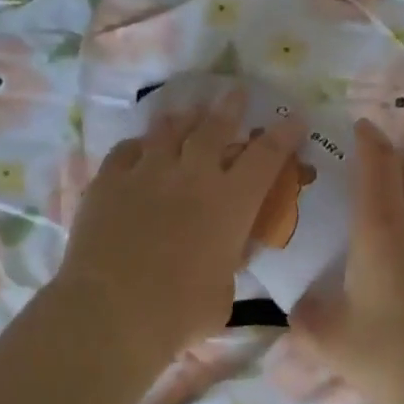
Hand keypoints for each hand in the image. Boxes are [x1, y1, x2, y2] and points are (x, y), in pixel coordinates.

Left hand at [55, 91, 305, 363]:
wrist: (113, 311)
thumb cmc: (180, 311)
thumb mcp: (224, 290)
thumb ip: (230, 261)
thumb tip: (229, 250)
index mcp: (231, 202)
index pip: (266, 156)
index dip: (284, 134)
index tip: (294, 118)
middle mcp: (193, 175)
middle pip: (215, 127)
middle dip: (230, 106)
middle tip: (235, 92)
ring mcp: (147, 173)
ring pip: (168, 130)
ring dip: (183, 118)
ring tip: (187, 112)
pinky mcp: (109, 181)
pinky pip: (126, 150)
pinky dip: (139, 146)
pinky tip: (140, 148)